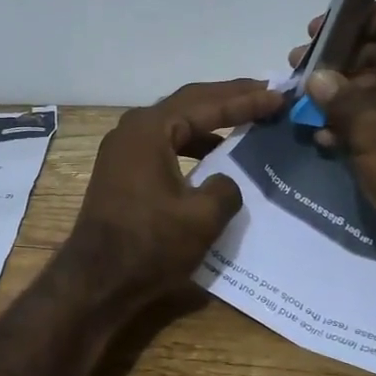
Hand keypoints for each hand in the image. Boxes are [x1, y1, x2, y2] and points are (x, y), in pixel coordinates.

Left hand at [63, 79, 284, 308]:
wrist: (96, 281)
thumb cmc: (149, 244)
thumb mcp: (202, 217)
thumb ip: (226, 188)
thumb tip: (226, 181)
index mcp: (150, 129)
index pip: (207, 104)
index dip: (246, 100)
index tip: (279, 96)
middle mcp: (133, 129)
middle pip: (189, 103)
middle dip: (229, 98)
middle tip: (266, 93)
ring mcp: (124, 150)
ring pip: (176, 123)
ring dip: (211, 121)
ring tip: (246, 118)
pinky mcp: (123, 172)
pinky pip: (165, 145)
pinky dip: (193, 144)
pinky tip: (215, 156)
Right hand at [289, 2, 375, 284]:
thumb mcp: (373, 131)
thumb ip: (340, 98)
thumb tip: (317, 77)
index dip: (352, 20)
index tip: (314, 36)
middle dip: (339, 60)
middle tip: (298, 73)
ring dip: (341, 94)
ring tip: (303, 107)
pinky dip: (355, 122)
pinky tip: (323, 137)